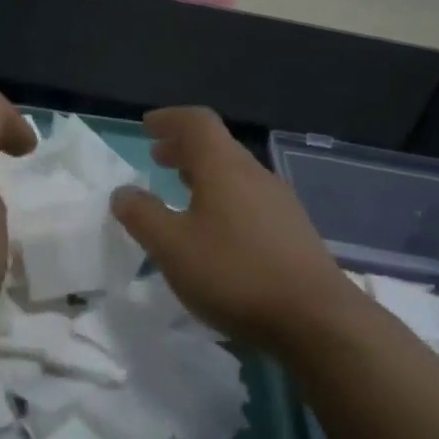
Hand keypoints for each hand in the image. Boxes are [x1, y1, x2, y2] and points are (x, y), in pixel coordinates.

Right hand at [110, 107, 360, 349]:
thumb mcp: (172, 247)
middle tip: (158, 158)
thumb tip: (123, 193)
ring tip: (182, 191)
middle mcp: (255, 175)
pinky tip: (215, 230)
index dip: (170, 119)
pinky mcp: (293, 231)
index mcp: (224, 168)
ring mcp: (279, 203)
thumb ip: (143, 216)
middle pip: (218, 146)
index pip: (197, 122)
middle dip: (184, 148)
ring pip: (235, 174)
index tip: (147, 127)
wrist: (315, 318)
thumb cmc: (235, 273)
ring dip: (204, 175)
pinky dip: (223, 199)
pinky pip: (249, 199)